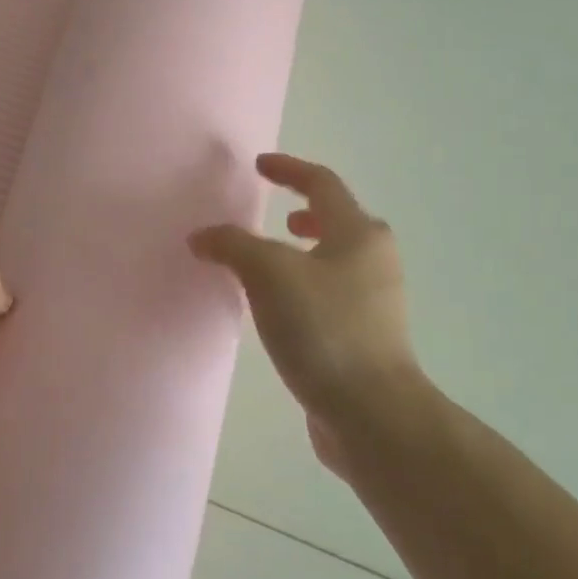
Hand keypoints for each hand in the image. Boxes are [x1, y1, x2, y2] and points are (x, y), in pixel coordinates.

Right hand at [190, 154, 429, 472]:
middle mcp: (374, 261)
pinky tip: (279, 309)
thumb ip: (232, 245)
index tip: (260, 166)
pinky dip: (305, 285)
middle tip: (277, 215)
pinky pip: (331, 294)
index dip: (289, 169)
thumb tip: (202, 236)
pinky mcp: (367, 338)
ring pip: (336, 260)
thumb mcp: (269, 274)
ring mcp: (375, 302)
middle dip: (306, 212)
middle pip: (339, 220)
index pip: (322, 184)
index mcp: (359, 234)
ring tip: (272, 262)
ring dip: (305, 251)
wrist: (371, 413)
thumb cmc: (324, 329)